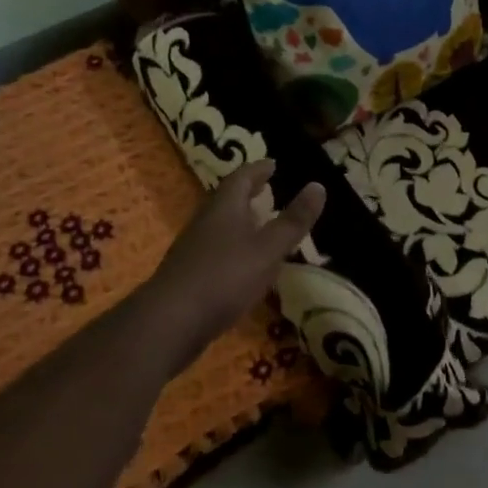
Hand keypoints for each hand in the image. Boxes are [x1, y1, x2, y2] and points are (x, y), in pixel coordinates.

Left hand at [142, 160, 325, 365]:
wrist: (169, 323)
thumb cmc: (224, 277)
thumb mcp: (268, 249)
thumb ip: (293, 221)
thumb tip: (318, 185)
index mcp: (225, 207)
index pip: (242, 177)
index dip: (259, 169)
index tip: (273, 164)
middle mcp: (206, 221)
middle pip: (228, 199)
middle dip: (248, 192)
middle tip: (267, 188)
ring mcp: (194, 248)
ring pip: (221, 224)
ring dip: (240, 220)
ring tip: (260, 224)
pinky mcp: (189, 275)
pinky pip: (216, 250)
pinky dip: (233, 246)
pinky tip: (243, 264)